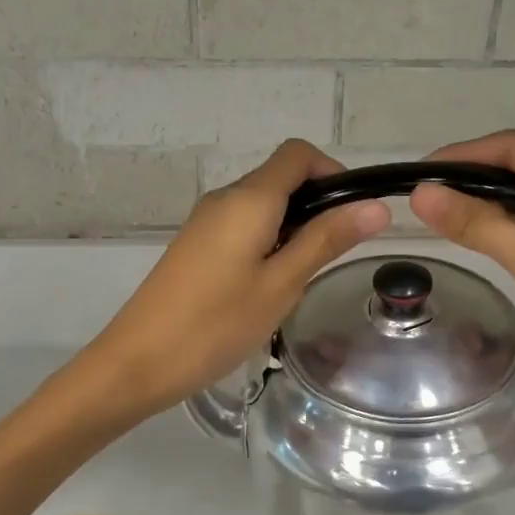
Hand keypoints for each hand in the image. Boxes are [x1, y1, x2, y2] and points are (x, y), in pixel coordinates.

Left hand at [79, 140, 390, 419]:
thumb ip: (326, 240)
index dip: (332, 172)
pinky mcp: (195, 243)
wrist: (139, 360)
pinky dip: (267, 240)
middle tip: (335, 255)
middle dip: (316, 204)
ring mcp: (205, 220)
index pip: (297, 154)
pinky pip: (242, 225)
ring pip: (262, 204)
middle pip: (280, 177)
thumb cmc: (217, 323)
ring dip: (292, 226)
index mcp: (248, 199)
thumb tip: (376, 207)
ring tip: (303, 276)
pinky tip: (269, 284)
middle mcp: (225, 198)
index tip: (353, 214)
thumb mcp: (282, 284)